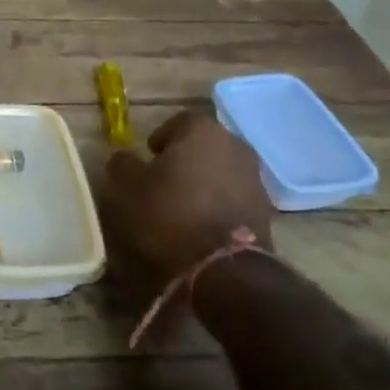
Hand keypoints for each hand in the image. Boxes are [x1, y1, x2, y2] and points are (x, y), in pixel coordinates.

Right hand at [104, 110, 274, 278]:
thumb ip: (124, 163)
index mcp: (202, 130)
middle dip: (186, 158)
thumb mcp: (130, 186)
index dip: (161, 138)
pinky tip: (203, 224)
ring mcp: (255, 178)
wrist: (225, 267)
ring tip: (184, 205)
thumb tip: (124, 157)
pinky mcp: (266, 210)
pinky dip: (220, 204)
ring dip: (205, 181)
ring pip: (222, 170)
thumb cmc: (170, 213)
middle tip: (164, 180)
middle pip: (204, 145)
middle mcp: (235, 145)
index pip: (179, 121)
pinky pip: (235, 196)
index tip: (149, 158)